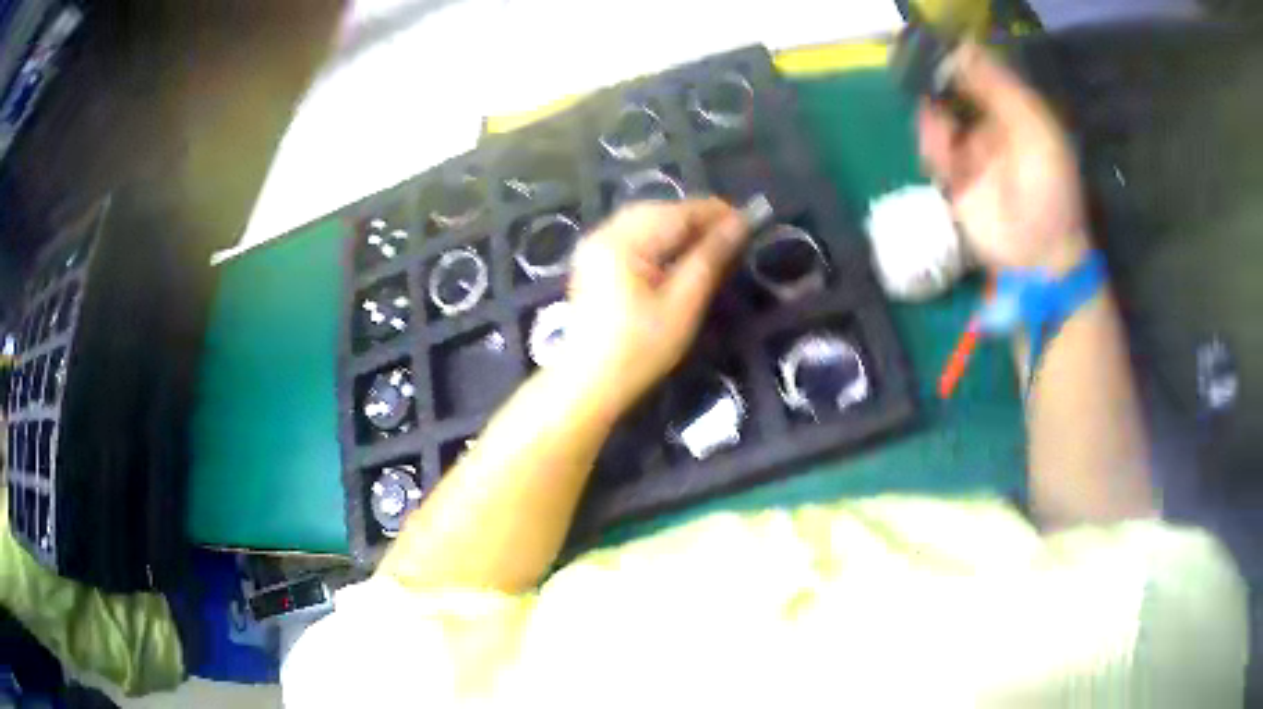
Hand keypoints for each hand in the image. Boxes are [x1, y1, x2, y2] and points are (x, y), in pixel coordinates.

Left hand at [562, 199, 747, 416]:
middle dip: (696, 217)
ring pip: (645, 220)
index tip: (748, 218)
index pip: (676, 213)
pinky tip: (679, 249)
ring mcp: (594, 245)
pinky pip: (632, 233)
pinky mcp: (594, 260)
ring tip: (712, 239)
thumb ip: (710, 258)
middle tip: (733, 231)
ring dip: (679, 225)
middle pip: (658, 211)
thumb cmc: (640, 350)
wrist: (590, 384)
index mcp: (622, 241)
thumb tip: (739, 224)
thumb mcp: (683, 304)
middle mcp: (604, 233)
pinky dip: (659, 236)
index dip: (714, 212)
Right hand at [917, 43, 1089, 274]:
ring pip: (939, 120)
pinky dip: (932, 148)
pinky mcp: (956, 181)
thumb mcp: (1036, 129)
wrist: (1039, 254)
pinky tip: (940, 156)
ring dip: (935, 122)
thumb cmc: (1049, 189)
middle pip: (952, 93)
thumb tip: (963, 49)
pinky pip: (934, 153)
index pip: (979, 74)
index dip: (958, 62)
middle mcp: (991, 127)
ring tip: (941, 134)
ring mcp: (972, 154)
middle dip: (938, 90)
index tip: (939, 55)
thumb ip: (1001, 88)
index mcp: (1015, 112)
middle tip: (928, 89)